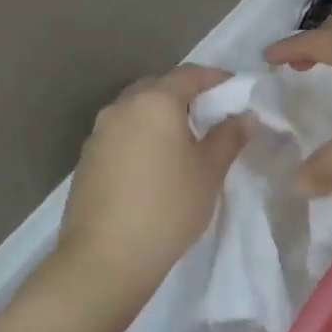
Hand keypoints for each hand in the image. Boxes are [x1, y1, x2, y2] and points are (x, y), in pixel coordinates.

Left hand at [54, 65, 248, 311]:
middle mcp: (122, 107)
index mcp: (154, 101)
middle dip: (186, 95)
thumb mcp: (209, 171)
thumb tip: (244, 117)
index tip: (236, 89)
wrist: (106, 257)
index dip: (216, 78)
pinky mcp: (87, 158)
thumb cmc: (168, 207)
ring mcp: (99, 132)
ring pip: (136, 110)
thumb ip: (228, 137)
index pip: (190, 74)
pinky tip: (155, 163)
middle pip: (158, 87)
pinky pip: (121, 133)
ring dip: (161, 116)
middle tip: (211, 115)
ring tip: (184, 141)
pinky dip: (142, 136)